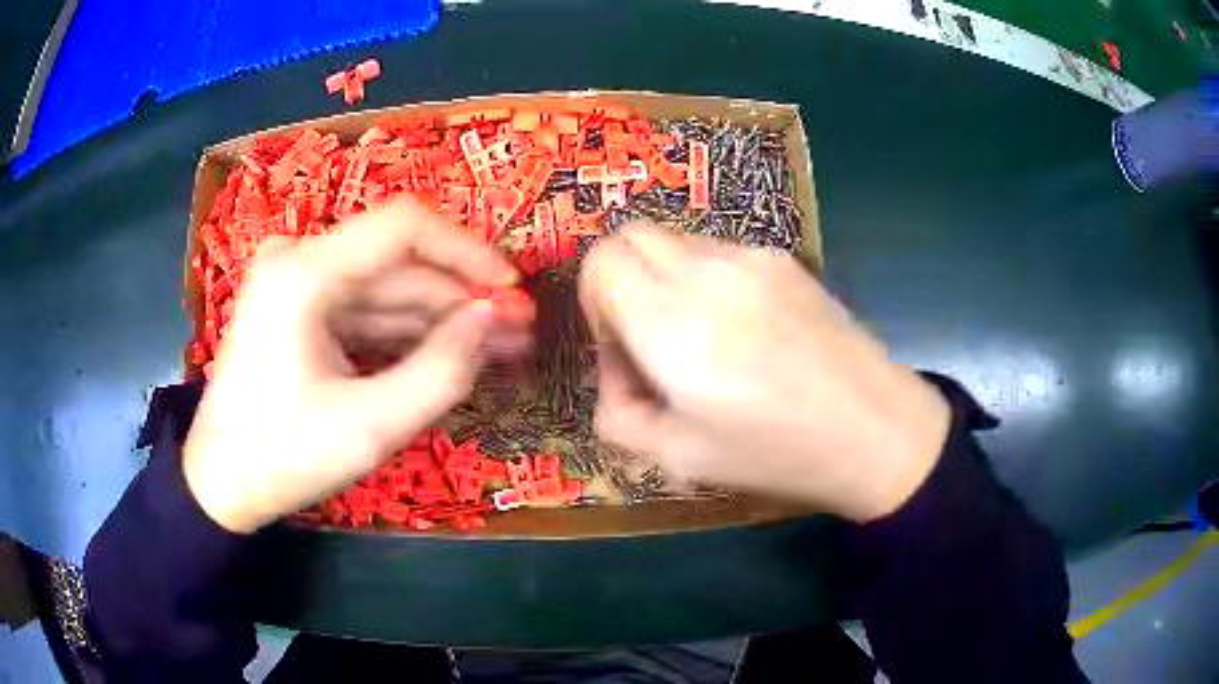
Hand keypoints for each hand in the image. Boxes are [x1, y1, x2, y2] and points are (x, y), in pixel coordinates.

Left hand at [183, 201, 531, 532]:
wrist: (221, 482)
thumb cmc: (283, 456)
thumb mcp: (369, 426)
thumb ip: (441, 371)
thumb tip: (492, 320)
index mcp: (304, 273)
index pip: (404, 227)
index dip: (468, 251)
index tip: (512, 290)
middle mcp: (299, 260)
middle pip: (398, 263)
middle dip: (461, 297)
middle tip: (518, 333)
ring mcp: (296, 283)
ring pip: (385, 289)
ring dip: (440, 318)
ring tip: (499, 347)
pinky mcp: (298, 309)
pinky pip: (364, 311)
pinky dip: (407, 333)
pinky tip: (449, 353)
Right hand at [580, 223, 949, 521]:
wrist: (874, 429)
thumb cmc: (774, 453)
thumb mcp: (677, 458)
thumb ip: (617, 413)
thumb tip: (618, 371)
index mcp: (671, 324)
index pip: (601, 262)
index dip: (595, 300)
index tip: (620, 345)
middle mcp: (706, 273)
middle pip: (631, 235)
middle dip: (623, 279)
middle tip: (649, 335)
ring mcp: (752, 257)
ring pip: (677, 240)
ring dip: (666, 277)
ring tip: (704, 336)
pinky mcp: (785, 258)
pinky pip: (721, 251)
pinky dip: (708, 277)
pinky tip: (747, 328)